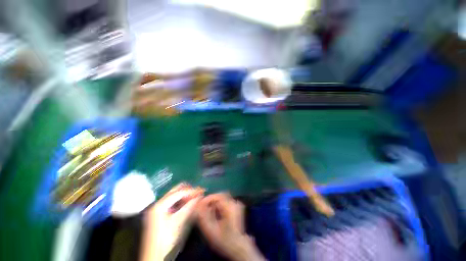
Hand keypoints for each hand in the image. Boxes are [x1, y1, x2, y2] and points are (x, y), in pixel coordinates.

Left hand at [141, 183, 203, 260]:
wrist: (155, 257)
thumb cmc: (167, 240)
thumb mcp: (180, 222)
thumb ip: (190, 207)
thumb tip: (199, 196)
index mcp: (160, 205)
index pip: (179, 192)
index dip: (192, 191)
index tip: (202, 191)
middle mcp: (158, 203)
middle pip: (176, 190)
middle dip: (188, 190)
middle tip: (199, 193)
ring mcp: (159, 208)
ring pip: (175, 195)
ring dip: (186, 195)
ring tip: (195, 198)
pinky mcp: (161, 213)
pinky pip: (174, 202)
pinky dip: (182, 201)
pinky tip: (188, 204)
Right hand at [196, 193, 265, 260]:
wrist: (238, 246)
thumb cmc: (224, 240)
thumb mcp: (211, 231)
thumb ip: (203, 217)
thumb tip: (197, 206)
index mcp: (230, 207)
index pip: (217, 196)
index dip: (207, 199)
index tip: (199, 205)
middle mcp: (235, 203)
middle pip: (220, 195)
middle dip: (211, 200)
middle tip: (203, 208)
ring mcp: (237, 204)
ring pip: (222, 198)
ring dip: (214, 203)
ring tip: (208, 212)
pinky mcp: (236, 207)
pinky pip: (225, 201)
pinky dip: (219, 205)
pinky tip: (215, 213)